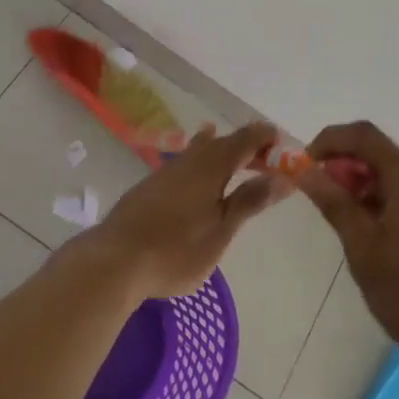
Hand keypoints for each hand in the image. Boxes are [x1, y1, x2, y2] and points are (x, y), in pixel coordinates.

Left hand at [88, 122, 287, 298]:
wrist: (114, 261)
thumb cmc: (175, 250)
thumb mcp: (221, 231)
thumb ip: (250, 201)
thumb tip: (283, 177)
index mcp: (211, 165)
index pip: (246, 138)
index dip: (266, 138)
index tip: (283, 148)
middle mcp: (189, 159)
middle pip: (223, 142)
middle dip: (246, 147)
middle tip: (266, 162)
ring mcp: (166, 171)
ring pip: (200, 150)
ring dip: (221, 152)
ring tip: (234, 155)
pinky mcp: (150, 186)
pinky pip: (185, 163)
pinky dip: (201, 163)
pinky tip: (196, 176)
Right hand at [297, 121, 398, 378]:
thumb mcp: (365, 252)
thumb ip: (335, 204)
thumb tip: (307, 171)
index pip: (363, 135)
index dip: (329, 141)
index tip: (308, 164)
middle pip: (385, 157)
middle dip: (351, 173)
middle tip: (330, 206)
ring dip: (375, 191)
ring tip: (360, 233)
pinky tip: (391, 242)